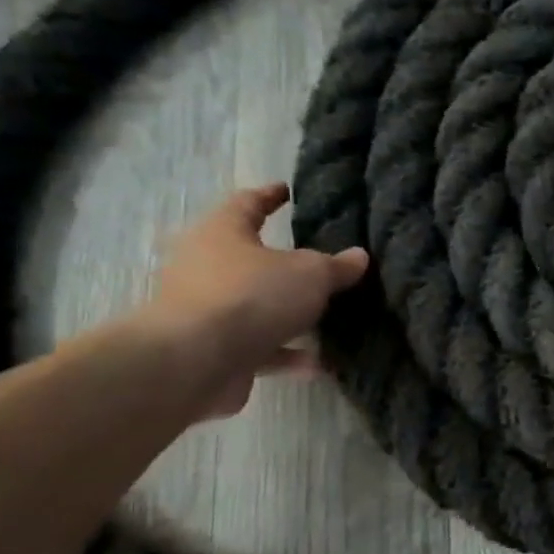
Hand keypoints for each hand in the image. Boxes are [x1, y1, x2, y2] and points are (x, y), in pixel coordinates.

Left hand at [139, 183, 368, 418]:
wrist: (194, 362)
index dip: (270, 197)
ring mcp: (207, 311)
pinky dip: (287, 352)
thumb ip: (336, 266)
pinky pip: (259, 346)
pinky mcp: (213, 351)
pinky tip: (320, 362)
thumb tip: (359, 256)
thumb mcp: (311, 273)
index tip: (287, 191)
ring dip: (289, 313)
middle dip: (284, 263)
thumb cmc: (252, 296)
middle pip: (250, 259)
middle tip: (320, 262)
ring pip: (256, 306)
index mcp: (222, 233)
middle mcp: (206, 267)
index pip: (247, 204)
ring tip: (329, 317)